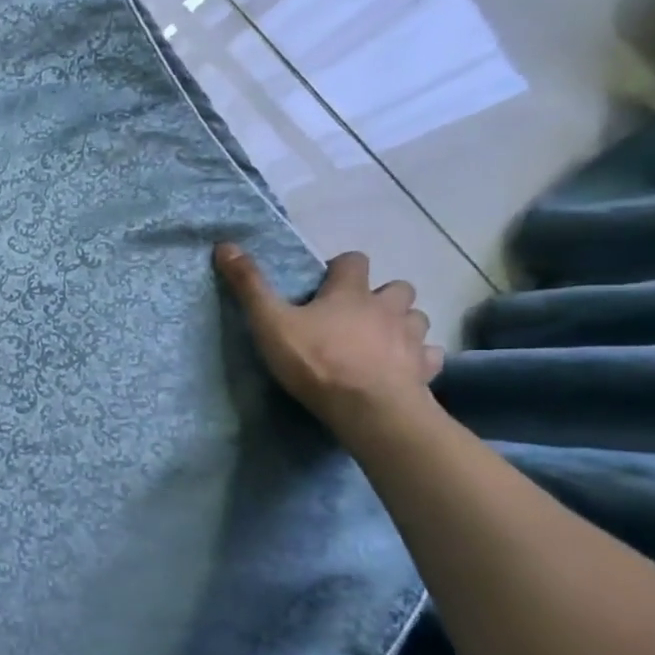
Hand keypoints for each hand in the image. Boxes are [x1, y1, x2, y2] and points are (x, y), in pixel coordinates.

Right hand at [214, 244, 444, 437]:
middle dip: (380, 296)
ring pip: (416, 318)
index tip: (324, 285)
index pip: (353, 260)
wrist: (369, 409)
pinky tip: (403, 369)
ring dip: (401, 324)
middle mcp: (387, 307)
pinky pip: (428, 355)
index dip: (340, 268)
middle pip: (396, 288)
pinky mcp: (425, 369)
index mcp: (350, 292)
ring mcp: (412, 338)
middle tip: (355, 315)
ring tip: (380, 341)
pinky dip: (418, 358)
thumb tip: (225, 245)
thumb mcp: (270, 322)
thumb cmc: (317, 361)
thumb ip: (250, 286)